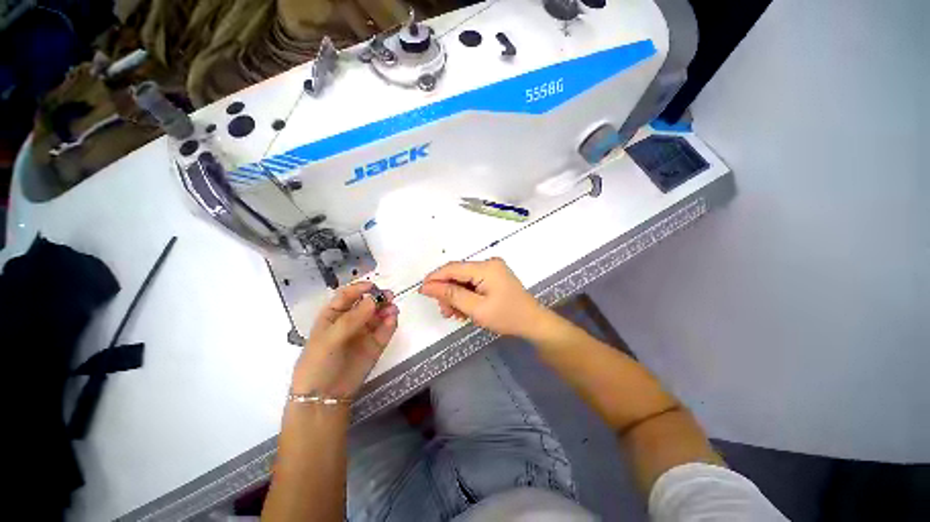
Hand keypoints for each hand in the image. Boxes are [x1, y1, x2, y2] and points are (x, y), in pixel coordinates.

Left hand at [291, 282, 398, 398]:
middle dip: (378, 298)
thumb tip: (373, 299)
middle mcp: (351, 320)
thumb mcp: (330, 338)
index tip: (373, 285)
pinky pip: (386, 329)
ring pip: (379, 314)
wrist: (325, 397)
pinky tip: (393, 319)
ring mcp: (365, 332)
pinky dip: (391, 322)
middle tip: (388, 296)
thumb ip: (352, 319)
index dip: (359, 288)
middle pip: (367, 303)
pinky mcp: (376, 344)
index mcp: (333, 315)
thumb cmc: (318, 363)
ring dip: (387, 309)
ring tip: (392, 309)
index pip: (347, 296)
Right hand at [419, 258, 548, 338]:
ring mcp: (492, 270)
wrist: (533, 323)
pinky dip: (466, 296)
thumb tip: (428, 286)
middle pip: (458, 274)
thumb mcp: (476, 309)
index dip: (435, 278)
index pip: (453, 268)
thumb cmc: (507, 317)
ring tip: (456, 314)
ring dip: (456, 296)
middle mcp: (488, 263)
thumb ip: (451, 295)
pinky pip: (473, 283)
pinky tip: (465, 309)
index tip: (422, 291)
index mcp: (486, 267)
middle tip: (445, 311)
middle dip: (448, 292)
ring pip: (464, 280)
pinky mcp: (494, 277)